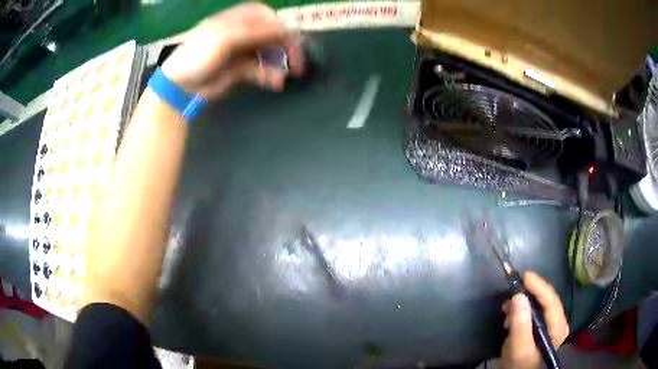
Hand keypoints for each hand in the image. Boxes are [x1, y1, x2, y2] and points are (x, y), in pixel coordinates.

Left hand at [161, 2, 303, 97]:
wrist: (179, 86)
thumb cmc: (198, 55)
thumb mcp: (226, 37)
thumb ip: (256, 31)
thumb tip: (286, 30)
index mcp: (239, 19)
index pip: (269, 18)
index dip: (283, 29)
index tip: (293, 43)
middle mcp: (243, 33)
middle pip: (273, 36)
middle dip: (286, 49)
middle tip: (297, 65)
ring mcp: (242, 51)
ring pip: (269, 54)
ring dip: (278, 65)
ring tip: (281, 79)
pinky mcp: (241, 69)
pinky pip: (261, 69)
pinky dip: (269, 76)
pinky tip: (274, 83)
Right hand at [500, 272, 569, 368]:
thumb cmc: (519, 365)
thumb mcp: (518, 349)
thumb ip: (520, 325)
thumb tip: (518, 296)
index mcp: (558, 327)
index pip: (551, 301)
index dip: (539, 286)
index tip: (524, 276)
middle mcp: (557, 322)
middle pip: (546, 300)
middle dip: (529, 293)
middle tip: (512, 289)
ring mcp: (549, 324)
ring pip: (538, 304)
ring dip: (523, 302)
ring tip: (506, 306)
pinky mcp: (539, 326)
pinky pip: (532, 310)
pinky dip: (520, 309)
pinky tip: (509, 314)